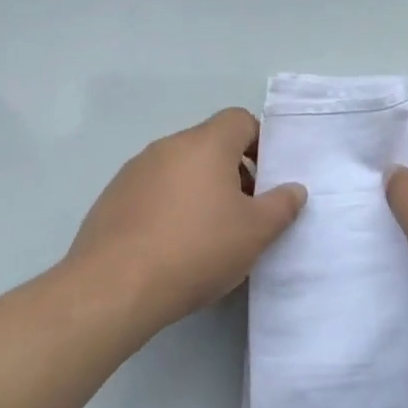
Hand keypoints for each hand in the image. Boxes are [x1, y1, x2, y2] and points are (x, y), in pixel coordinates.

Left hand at [68, 108, 305, 332]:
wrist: (113, 288)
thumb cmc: (196, 250)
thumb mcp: (255, 233)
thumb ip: (281, 205)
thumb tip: (295, 189)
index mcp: (206, 144)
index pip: (240, 120)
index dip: (259, 143)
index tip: (266, 180)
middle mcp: (169, 146)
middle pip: (210, 145)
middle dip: (232, 172)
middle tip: (243, 213)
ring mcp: (135, 170)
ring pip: (180, 169)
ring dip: (199, 190)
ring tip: (206, 235)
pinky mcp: (112, 198)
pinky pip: (153, 191)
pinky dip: (168, 207)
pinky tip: (170, 247)